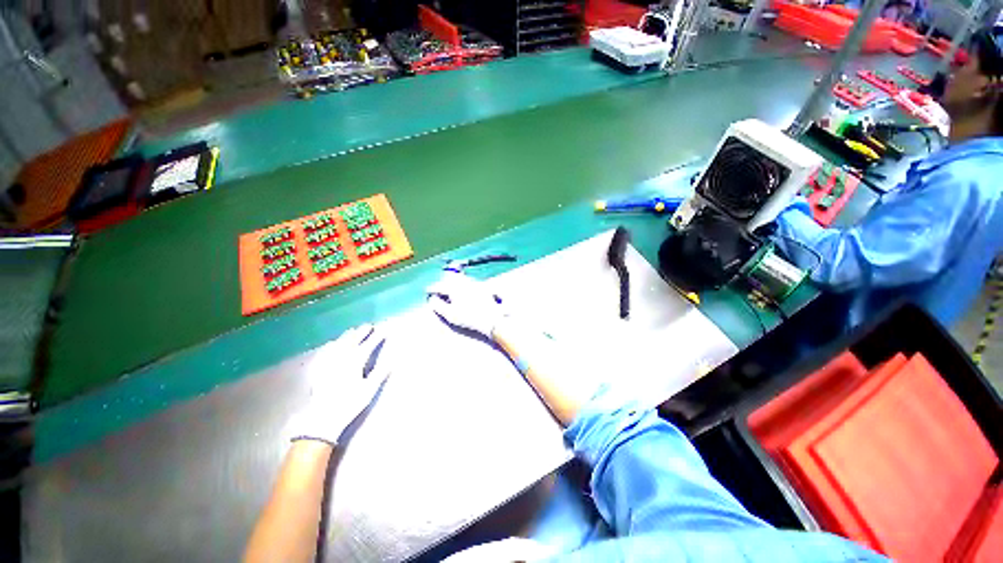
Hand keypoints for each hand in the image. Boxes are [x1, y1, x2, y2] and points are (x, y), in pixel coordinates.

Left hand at [291, 324, 389, 445]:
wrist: (322, 418)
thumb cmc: (350, 403)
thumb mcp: (369, 389)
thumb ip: (380, 372)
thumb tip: (393, 359)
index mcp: (355, 362)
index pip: (368, 345)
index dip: (376, 337)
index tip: (384, 330)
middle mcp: (341, 358)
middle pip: (352, 341)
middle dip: (361, 332)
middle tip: (368, 326)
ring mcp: (328, 363)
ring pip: (338, 344)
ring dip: (347, 336)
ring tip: (352, 331)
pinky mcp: (319, 369)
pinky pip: (326, 352)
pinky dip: (331, 345)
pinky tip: (331, 344)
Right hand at [427, 271, 507, 338]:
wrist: (491, 319)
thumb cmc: (469, 318)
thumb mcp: (450, 314)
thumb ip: (438, 305)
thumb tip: (431, 298)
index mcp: (454, 288)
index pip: (439, 286)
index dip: (432, 289)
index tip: (427, 291)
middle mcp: (463, 282)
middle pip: (450, 280)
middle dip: (443, 284)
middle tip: (437, 290)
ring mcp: (474, 283)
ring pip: (460, 279)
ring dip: (453, 283)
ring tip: (449, 290)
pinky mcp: (482, 287)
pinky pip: (469, 282)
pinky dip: (463, 284)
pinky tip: (463, 290)